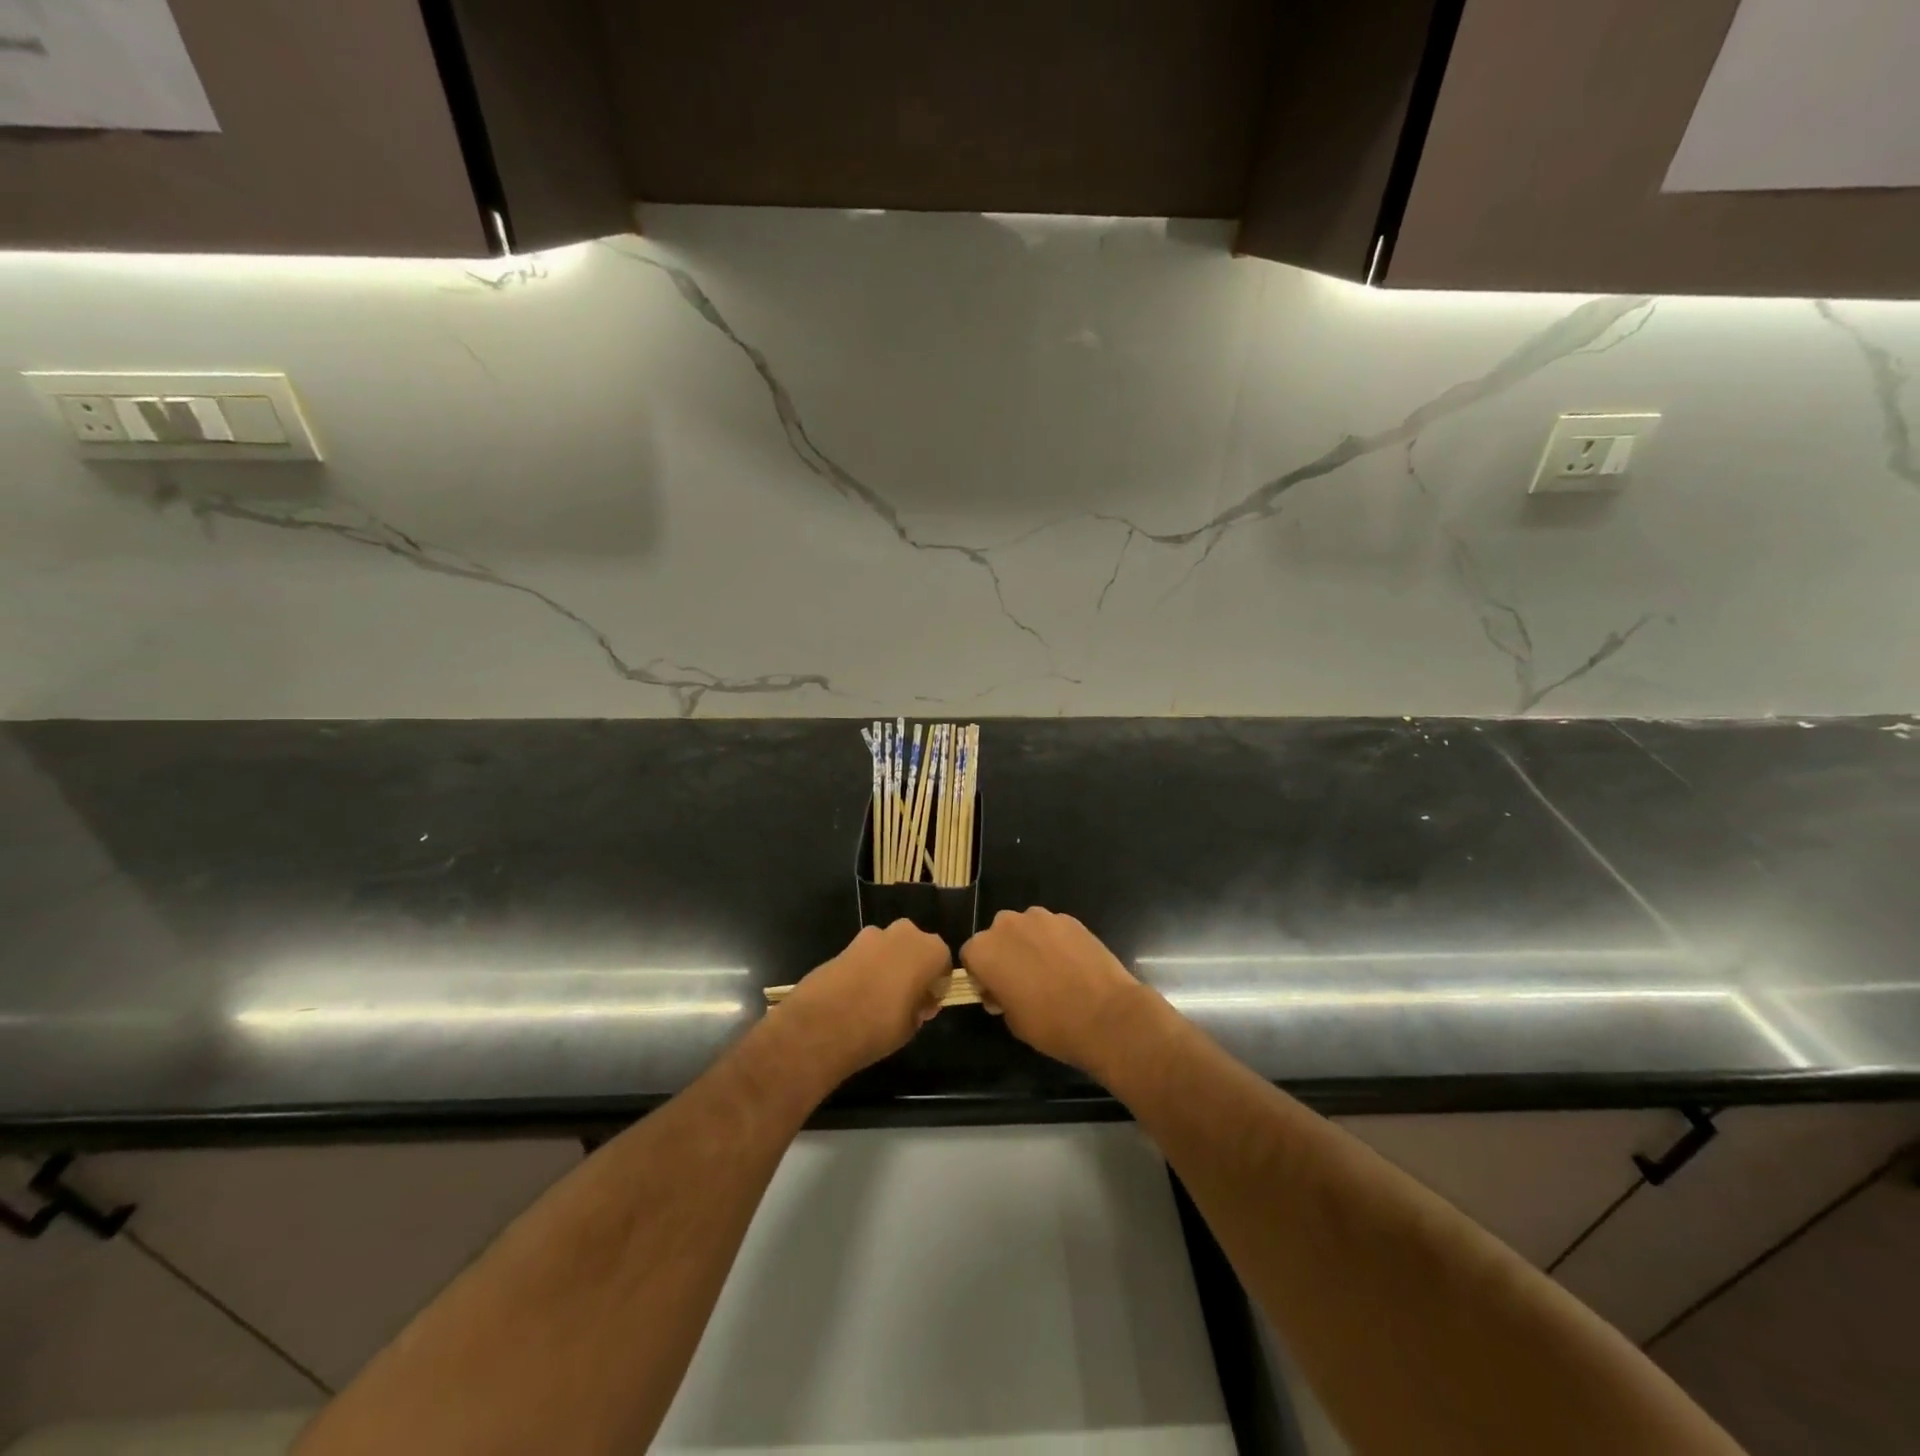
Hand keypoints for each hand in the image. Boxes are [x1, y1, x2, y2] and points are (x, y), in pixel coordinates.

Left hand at [775, 920, 952, 1080]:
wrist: (824, 1023)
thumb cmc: (880, 1025)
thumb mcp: (912, 1025)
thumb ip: (921, 1006)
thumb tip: (920, 1002)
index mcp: (929, 950)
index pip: (943, 961)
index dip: (937, 983)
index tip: (928, 1002)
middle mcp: (904, 934)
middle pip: (915, 947)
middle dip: (913, 966)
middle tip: (906, 996)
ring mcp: (872, 935)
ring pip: (889, 947)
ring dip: (888, 964)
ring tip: (878, 996)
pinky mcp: (846, 943)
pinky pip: (866, 954)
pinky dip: (866, 967)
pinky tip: (857, 993)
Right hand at [960, 908, 1151, 1074]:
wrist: (1105, 1016)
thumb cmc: (1050, 1024)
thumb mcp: (1012, 1020)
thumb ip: (999, 995)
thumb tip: (1004, 988)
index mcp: (984, 950)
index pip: (970, 956)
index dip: (981, 975)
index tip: (996, 993)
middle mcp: (1007, 924)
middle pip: (997, 935)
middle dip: (1005, 954)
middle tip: (1023, 981)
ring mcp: (1041, 917)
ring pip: (1026, 928)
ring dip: (1030, 944)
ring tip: (1051, 972)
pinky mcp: (1069, 918)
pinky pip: (1053, 929)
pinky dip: (1056, 942)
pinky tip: (1072, 965)